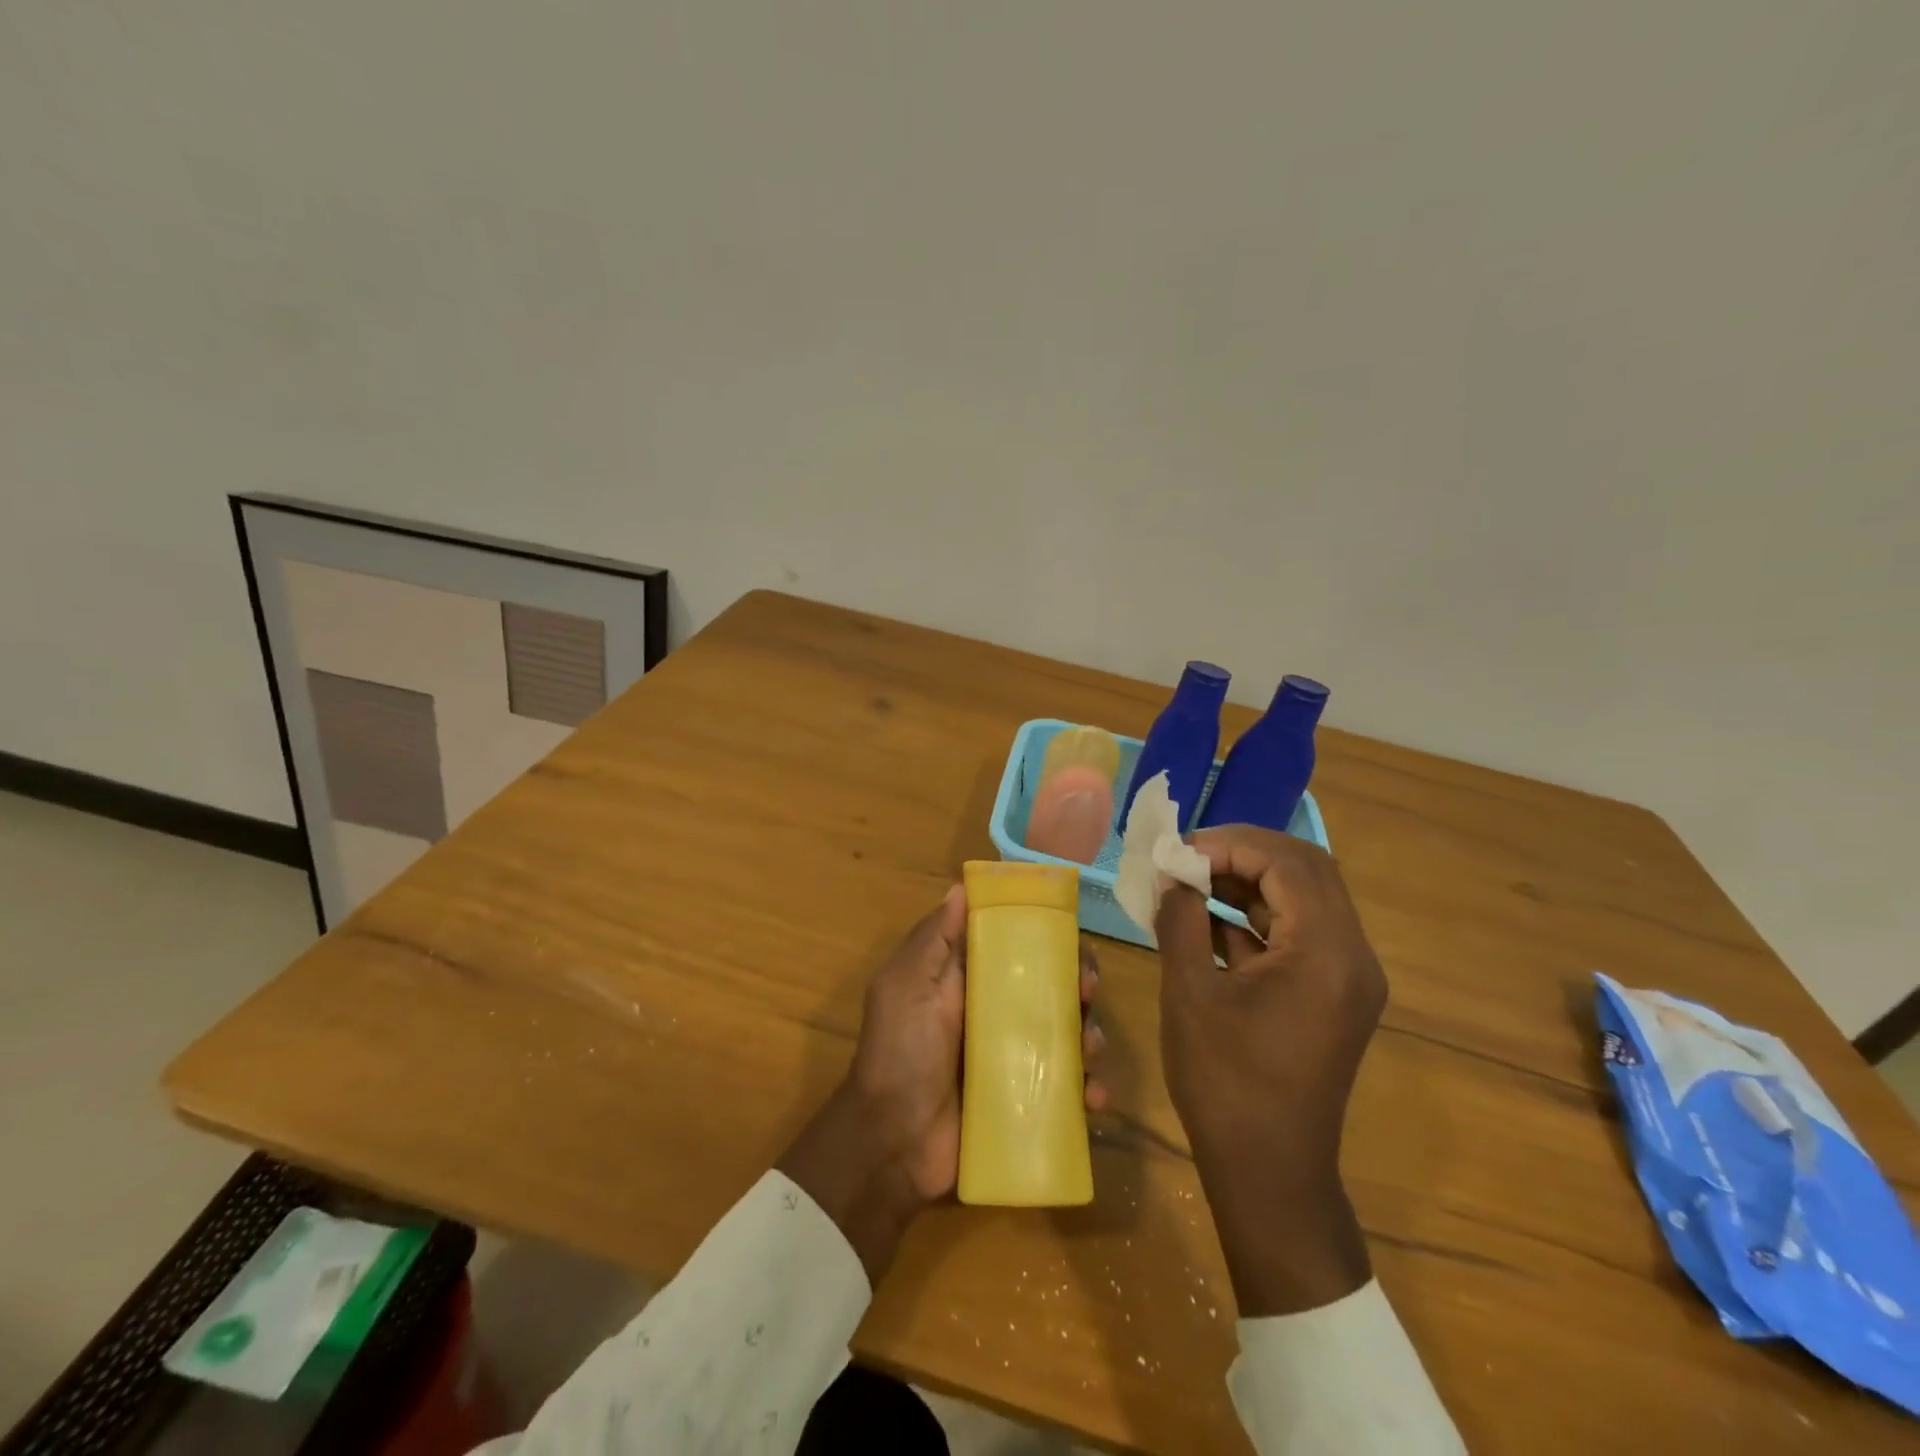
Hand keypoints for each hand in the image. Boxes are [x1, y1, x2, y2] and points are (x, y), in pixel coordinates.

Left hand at [780, 885, 1106, 1283]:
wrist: (893, 1144)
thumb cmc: (899, 1054)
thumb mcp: (905, 986)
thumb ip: (934, 939)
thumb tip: (961, 886)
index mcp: (969, 980)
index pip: (1018, 946)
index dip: (1049, 938)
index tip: (1070, 941)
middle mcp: (997, 1012)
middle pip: (1054, 986)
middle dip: (1080, 984)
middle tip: (1087, 995)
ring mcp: (1015, 1058)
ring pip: (1069, 1033)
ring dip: (1090, 1035)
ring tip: (1088, 1052)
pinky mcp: (1027, 1099)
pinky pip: (1070, 1087)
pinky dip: (1089, 1089)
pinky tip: (1093, 1098)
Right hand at [1156, 826, 1386, 1316]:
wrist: (1269, 1172)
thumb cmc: (1224, 1082)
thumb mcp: (1189, 991)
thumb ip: (1181, 918)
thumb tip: (1171, 872)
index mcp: (1327, 953)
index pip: (1288, 862)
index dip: (1229, 844)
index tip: (1177, 851)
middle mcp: (1352, 956)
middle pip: (1305, 870)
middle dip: (1241, 853)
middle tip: (1186, 856)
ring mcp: (1347, 976)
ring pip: (1302, 898)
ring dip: (1247, 881)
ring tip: (1189, 879)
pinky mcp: (1332, 994)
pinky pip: (1297, 933)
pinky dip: (1254, 916)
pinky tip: (1205, 918)